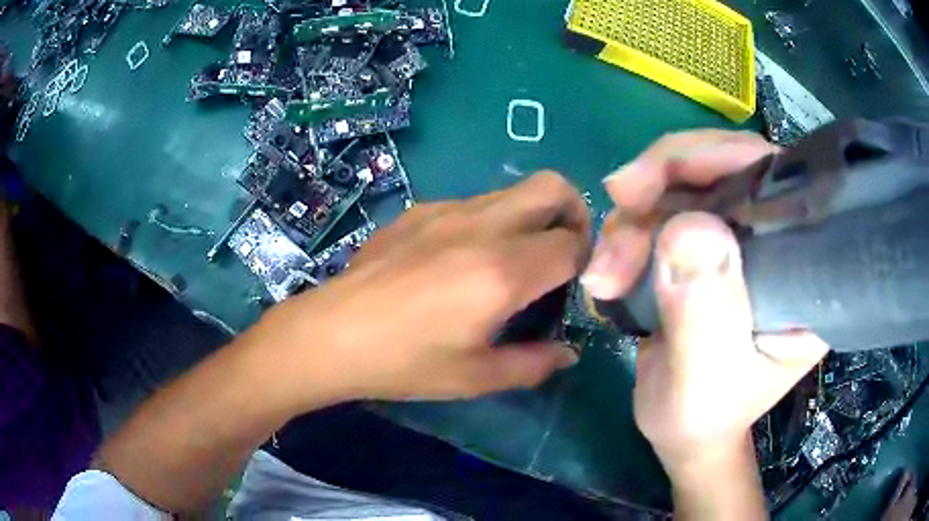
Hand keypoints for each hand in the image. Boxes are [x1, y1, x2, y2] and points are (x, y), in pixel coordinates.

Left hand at [256, 171, 588, 405]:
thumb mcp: (474, 377)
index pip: (572, 243)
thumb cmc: (403, 362)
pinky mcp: (420, 209)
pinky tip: (462, 260)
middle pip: (553, 187)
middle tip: (563, 253)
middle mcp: (481, 226)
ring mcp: (446, 210)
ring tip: (512, 262)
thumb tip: (569, 353)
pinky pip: (475, 202)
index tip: (577, 284)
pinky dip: (492, 222)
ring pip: (514, 191)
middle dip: (574, 213)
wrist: (330, 333)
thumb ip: (533, 364)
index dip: (586, 261)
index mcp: (501, 271)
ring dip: (531, 217)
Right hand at [582, 130, 828, 467]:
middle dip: (666, 180)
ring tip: (605, 272)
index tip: (656, 181)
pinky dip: (632, 226)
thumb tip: (688, 224)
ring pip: (691, 182)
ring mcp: (746, 238)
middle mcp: (783, 241)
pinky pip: (670, 205)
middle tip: (617, 204)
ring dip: (638, 214)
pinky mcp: (714, 242)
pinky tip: (611, 265)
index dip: (722, 158)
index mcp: (807, 274)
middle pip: (730, 167)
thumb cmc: (702, 416)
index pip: (781, 182)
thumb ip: (705, 311)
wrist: (682, 429)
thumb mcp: (704, 379)